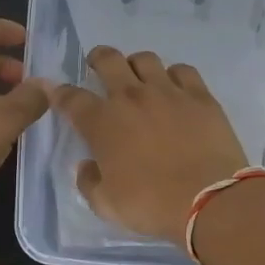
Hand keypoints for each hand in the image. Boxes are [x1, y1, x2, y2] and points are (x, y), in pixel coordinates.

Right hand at [47, 45, 249, 239]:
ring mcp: (168, 92)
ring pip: (145, 59)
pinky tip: (175, 88)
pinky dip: (174, 75)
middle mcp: (131, 97)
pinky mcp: (200, 96)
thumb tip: (87, 166)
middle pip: (108, 60)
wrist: (207, 200)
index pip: (71, 98)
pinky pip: (183, 70)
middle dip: (98, 59)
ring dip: (136, 64)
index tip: (57, 93)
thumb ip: (89, 182)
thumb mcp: (106, 205)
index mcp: (102, 123)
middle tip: (98, 66)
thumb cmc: (151, 205)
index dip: (60, 93)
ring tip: (138, 77)